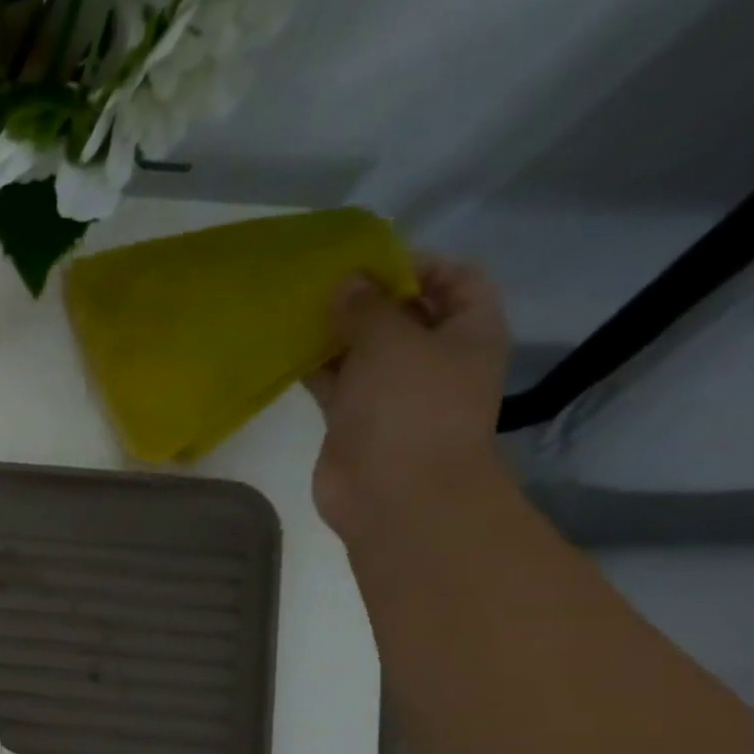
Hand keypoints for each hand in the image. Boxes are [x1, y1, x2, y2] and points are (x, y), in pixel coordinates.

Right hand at [304, 256, 512, 542]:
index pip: (455, 278)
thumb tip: (345, 282)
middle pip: (403, 313)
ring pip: (363, 351)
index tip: (368, 259)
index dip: (417, 263)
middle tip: (320, 284)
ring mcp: (392, 393)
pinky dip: (315, 369)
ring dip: (334, 334)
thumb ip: (366, 307)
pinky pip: (335, 384)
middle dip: (366, 298)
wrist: (394, 494)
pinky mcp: (354, 421)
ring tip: (296, 313)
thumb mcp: (391, 342)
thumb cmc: (409, 408)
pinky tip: (286, 352)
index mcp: (467, 331)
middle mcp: (434, 358)